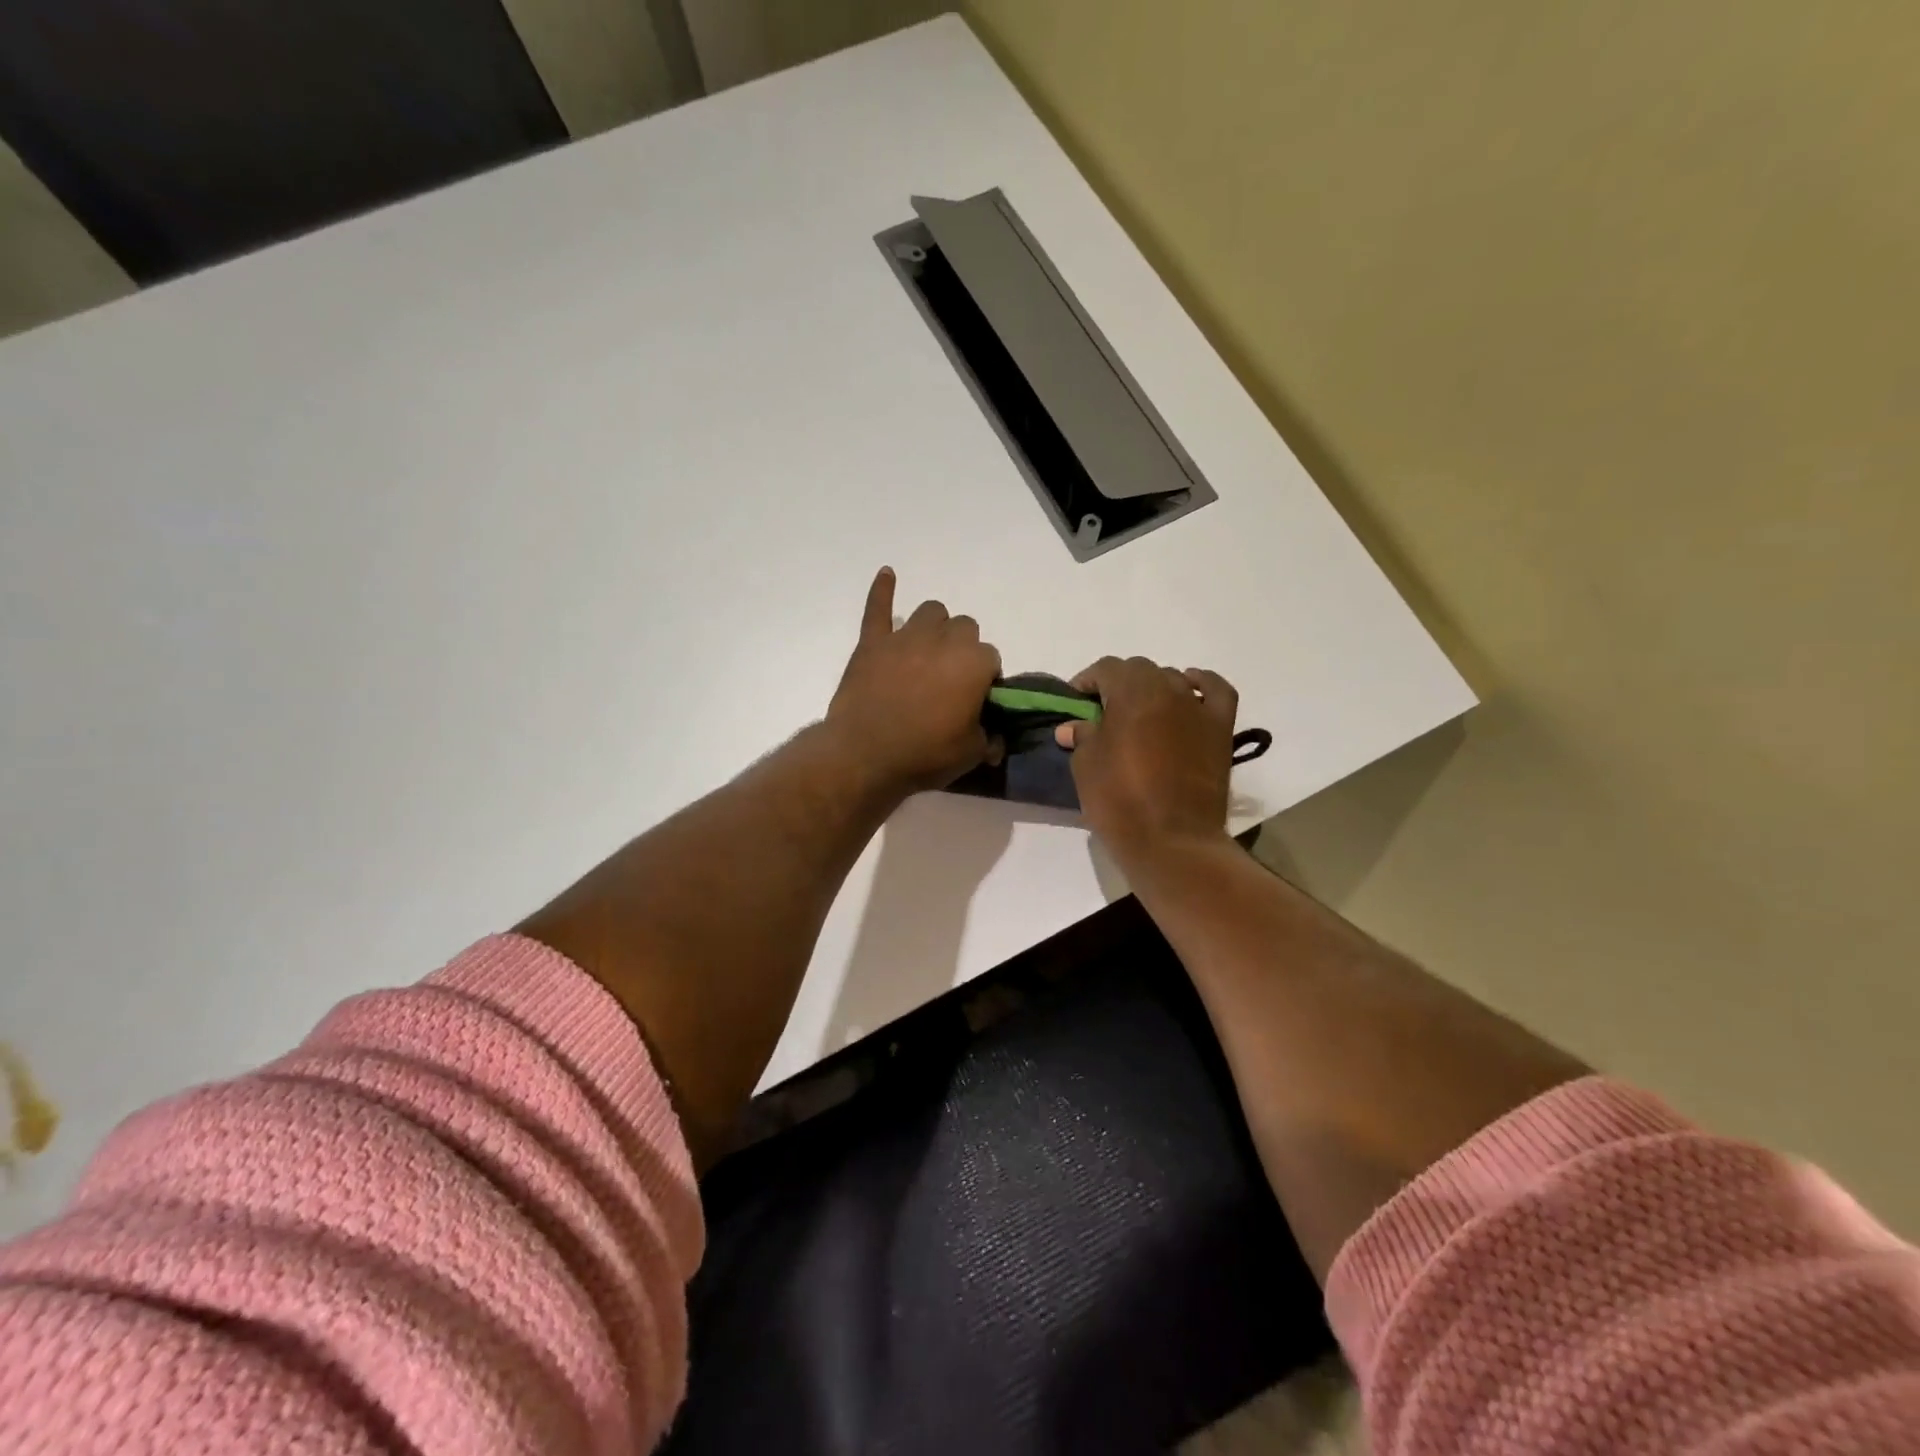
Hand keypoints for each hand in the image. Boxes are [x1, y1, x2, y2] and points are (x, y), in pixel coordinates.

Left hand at [825, 567, 1001, 794]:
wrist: (865, 755)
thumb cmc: (925, 754)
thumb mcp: (971, 754)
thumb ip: (989, 739)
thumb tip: (996, 740)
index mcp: (974, 662)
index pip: (992, 659)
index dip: (986, 679)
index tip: (977, 701)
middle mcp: (943, 639)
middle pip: (964, 628)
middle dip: (963, 648)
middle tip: (951, 679)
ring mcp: (905, 637)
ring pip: (931, 612)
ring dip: (935, 627)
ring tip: (929, 651)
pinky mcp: (873, 642)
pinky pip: (878, 608)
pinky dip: (883, 591)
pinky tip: (887, 575)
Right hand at [1055, 656, 1238, 861]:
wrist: (1172, 841)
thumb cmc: (1120, 801)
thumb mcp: (1085, 767)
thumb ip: (1082, 737)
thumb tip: (1073, 727)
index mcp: (1131, 693)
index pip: (1105, 669)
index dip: (1087, 681)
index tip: (1076, 702)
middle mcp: (1168, 689)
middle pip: (1140, 670)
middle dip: (1119, 684)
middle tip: (1104, 711)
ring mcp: (1198, 708)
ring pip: (1173, 679)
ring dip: (1153, 689)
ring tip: (1140, 713)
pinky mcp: (1221, 729)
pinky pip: (1216, 692)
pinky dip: (1202, 685)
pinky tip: (1190, 690)